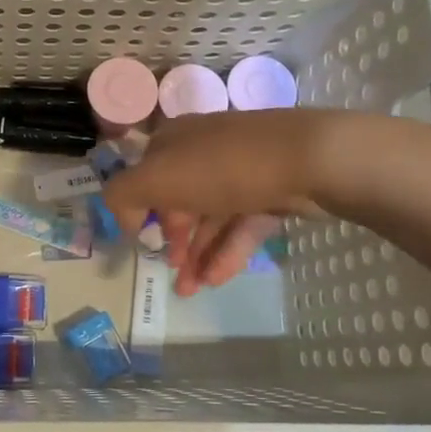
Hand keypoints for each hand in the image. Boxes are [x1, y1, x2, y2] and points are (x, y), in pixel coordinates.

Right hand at [102, 110, 336, 296]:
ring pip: (211, 216)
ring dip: (198, 254)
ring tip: (191, 290)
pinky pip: (242, 223)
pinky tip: (218, 279)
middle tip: (172, 272)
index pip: (146, 174)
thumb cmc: (222, 168)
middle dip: (174, 241)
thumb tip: (121, 213)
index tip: (142, 241)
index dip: (139, 210)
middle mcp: (205, 150)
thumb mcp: (155, 178)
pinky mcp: (272, 190)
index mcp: (174, 141)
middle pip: (180, 200)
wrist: (309, 159)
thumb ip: (122, 194)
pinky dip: (228, 251)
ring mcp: (241, 170)